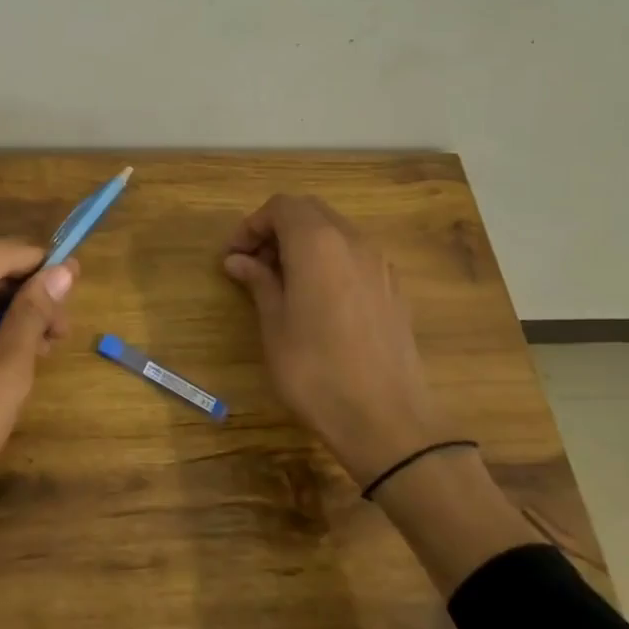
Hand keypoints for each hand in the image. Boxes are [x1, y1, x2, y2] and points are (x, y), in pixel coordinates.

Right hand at [222, 195, 459, 485]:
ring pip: (335, 231)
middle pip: (310, 211)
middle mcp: (352, 242)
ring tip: (281, 283)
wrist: (387, 421)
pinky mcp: (394, 288)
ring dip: (303, 244)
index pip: (281, 207)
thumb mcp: (274, 325)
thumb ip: (258, 282)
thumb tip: (238, 260)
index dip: (252, 225)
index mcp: (318, 243)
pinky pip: (354, 256)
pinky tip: (316, 299)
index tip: (233, 256)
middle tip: (253, 265)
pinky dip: (328, 260)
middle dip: (277, 229)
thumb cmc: (315, 371)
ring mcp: (379, 264)